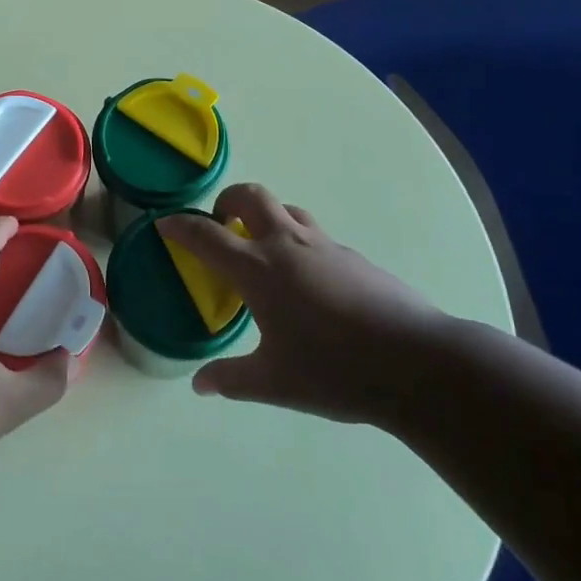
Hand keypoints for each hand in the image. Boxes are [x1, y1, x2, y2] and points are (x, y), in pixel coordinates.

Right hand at [155, 184, 444, 424]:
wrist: (417, 363)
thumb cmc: (334, 370)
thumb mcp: (274, 382)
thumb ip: (231, 379)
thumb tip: (200, 385)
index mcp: (259, 270)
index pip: (207, 235)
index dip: (180, 226)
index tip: (164, 223)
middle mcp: (288, 245)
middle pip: (251, 196)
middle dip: (227, 201)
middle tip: (220, 224)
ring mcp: (326, 246)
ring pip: (288, 210)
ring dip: (266, 217)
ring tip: (262, 249)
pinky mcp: (355, 257)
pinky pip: (315, 236)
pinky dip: (297, 242)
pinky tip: (307, 283)